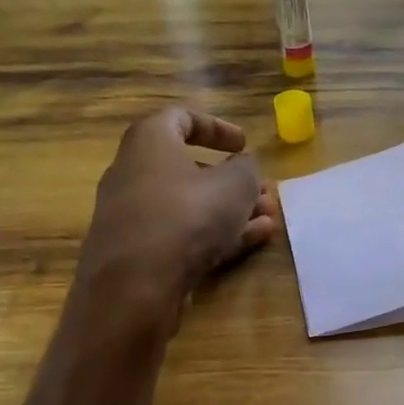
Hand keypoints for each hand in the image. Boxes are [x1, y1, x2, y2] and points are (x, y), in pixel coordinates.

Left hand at [78, 107, 277, 315]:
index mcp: (149, 142)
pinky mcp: (140, 253)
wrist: (135, 286)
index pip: (181, 118)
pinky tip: (254, 240)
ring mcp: (135, 216)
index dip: (217, 127)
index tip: (244, 144)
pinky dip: (217, 233)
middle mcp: (134, 173)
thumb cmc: (187, 215)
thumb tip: (243, 164)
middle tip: (264, 191)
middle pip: (189, 168)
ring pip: (191, 205)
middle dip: (233, 180)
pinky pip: (184, 234)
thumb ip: (246, 168)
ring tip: (269, 218)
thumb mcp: (234, 184)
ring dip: (232, 209)